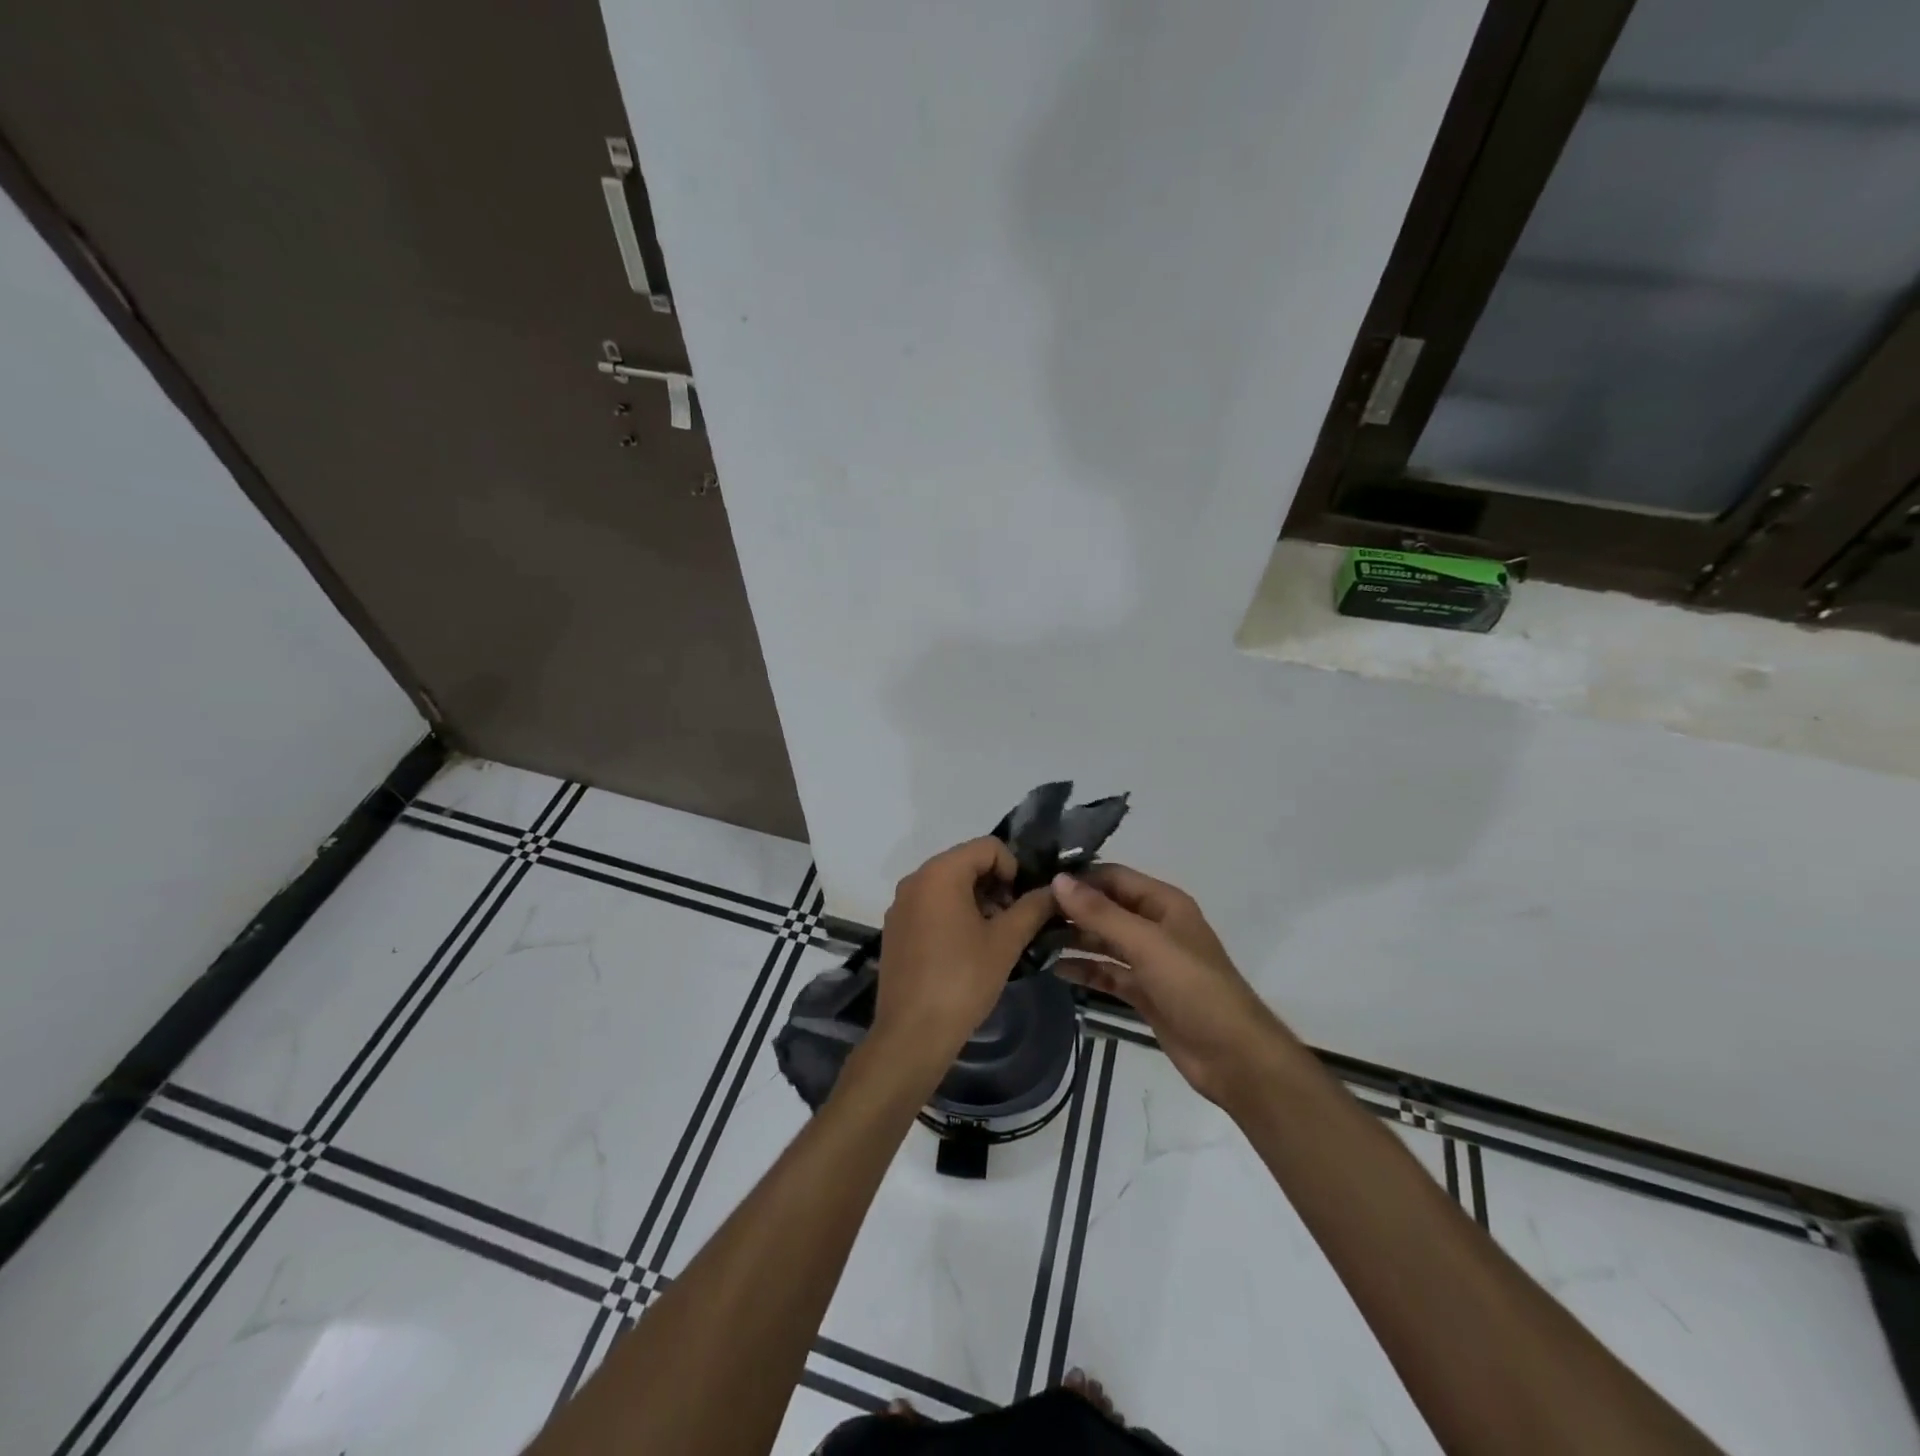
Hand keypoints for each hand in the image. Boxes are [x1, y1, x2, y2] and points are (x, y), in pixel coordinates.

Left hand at [874, 838, 1056, 1066]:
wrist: (912, 1034)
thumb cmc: (962, 980)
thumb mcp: (1005, 942)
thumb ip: (1033, 908)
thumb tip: (1055, 890)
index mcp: (940, 873)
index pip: (987, 847)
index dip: (1014, 868)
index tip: (1023, 903)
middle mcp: (915, 880)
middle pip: (966, 862)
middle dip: (995, 885)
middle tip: (1012, 922)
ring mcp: (900, 905)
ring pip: (948, 885)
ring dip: (976, 901)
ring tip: (993, 939)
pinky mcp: (895, 928)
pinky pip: (930, 905)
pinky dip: (953, 914)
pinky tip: (966, 950)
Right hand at [1052, 866, 1292, 1108]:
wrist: (1234, 1057)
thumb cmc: (1194, 989)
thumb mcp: (1146, 944)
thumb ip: (1101, 913)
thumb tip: (1057, 880)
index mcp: (1163, 904)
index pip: (1113, 877)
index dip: (1078, 878)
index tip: (1037, 882)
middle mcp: (1155, 926)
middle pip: (1106, 908)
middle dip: (1071, 909)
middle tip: (1026, 913)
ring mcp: (1149, 961)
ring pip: (1104, 942)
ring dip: (1073, 939)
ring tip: (1032, 939)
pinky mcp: (1143, 992)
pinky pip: (1107, 973)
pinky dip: (1084, 970)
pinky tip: (1055, 969)